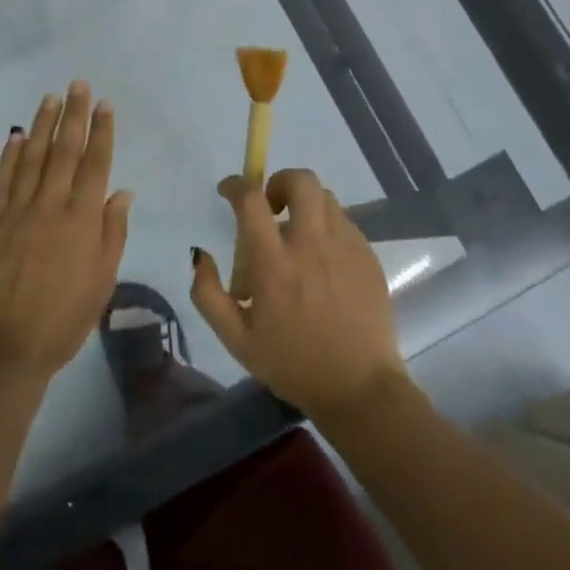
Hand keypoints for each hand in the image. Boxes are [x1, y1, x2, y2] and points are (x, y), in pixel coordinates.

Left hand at [0, 82, 132, 387]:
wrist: (4, 349)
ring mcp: (16, 212)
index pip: (95, 165)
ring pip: (33, 158)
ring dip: (43, 125)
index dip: (102, 131)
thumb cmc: (63, 321)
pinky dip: (11, 154)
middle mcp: (50, 207)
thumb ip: (112, 232)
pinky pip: (3, 180)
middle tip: (79, 85)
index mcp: (82, 221)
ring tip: (51, 97)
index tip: (105, 104)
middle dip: (74, 115)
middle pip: (65, 151)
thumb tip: (122, 191)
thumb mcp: (102, 281)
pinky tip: (18, 135)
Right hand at [191, 169, 409, 425]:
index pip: (251, 200)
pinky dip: (327, 227)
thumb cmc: (293, 365)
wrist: (360, 389)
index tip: (228, 192)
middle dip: (280, 182)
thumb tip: (200, 255)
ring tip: (297, 236)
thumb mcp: (236, 340)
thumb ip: (208, 294)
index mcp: (274, 264)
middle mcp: (311, 244)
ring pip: (325, 198)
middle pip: (300, 180)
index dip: (235, 185)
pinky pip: (344, 222)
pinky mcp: (368, 256)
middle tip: (271, 208)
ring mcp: (346, 246)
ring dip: (304, 205)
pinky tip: (322, 261)